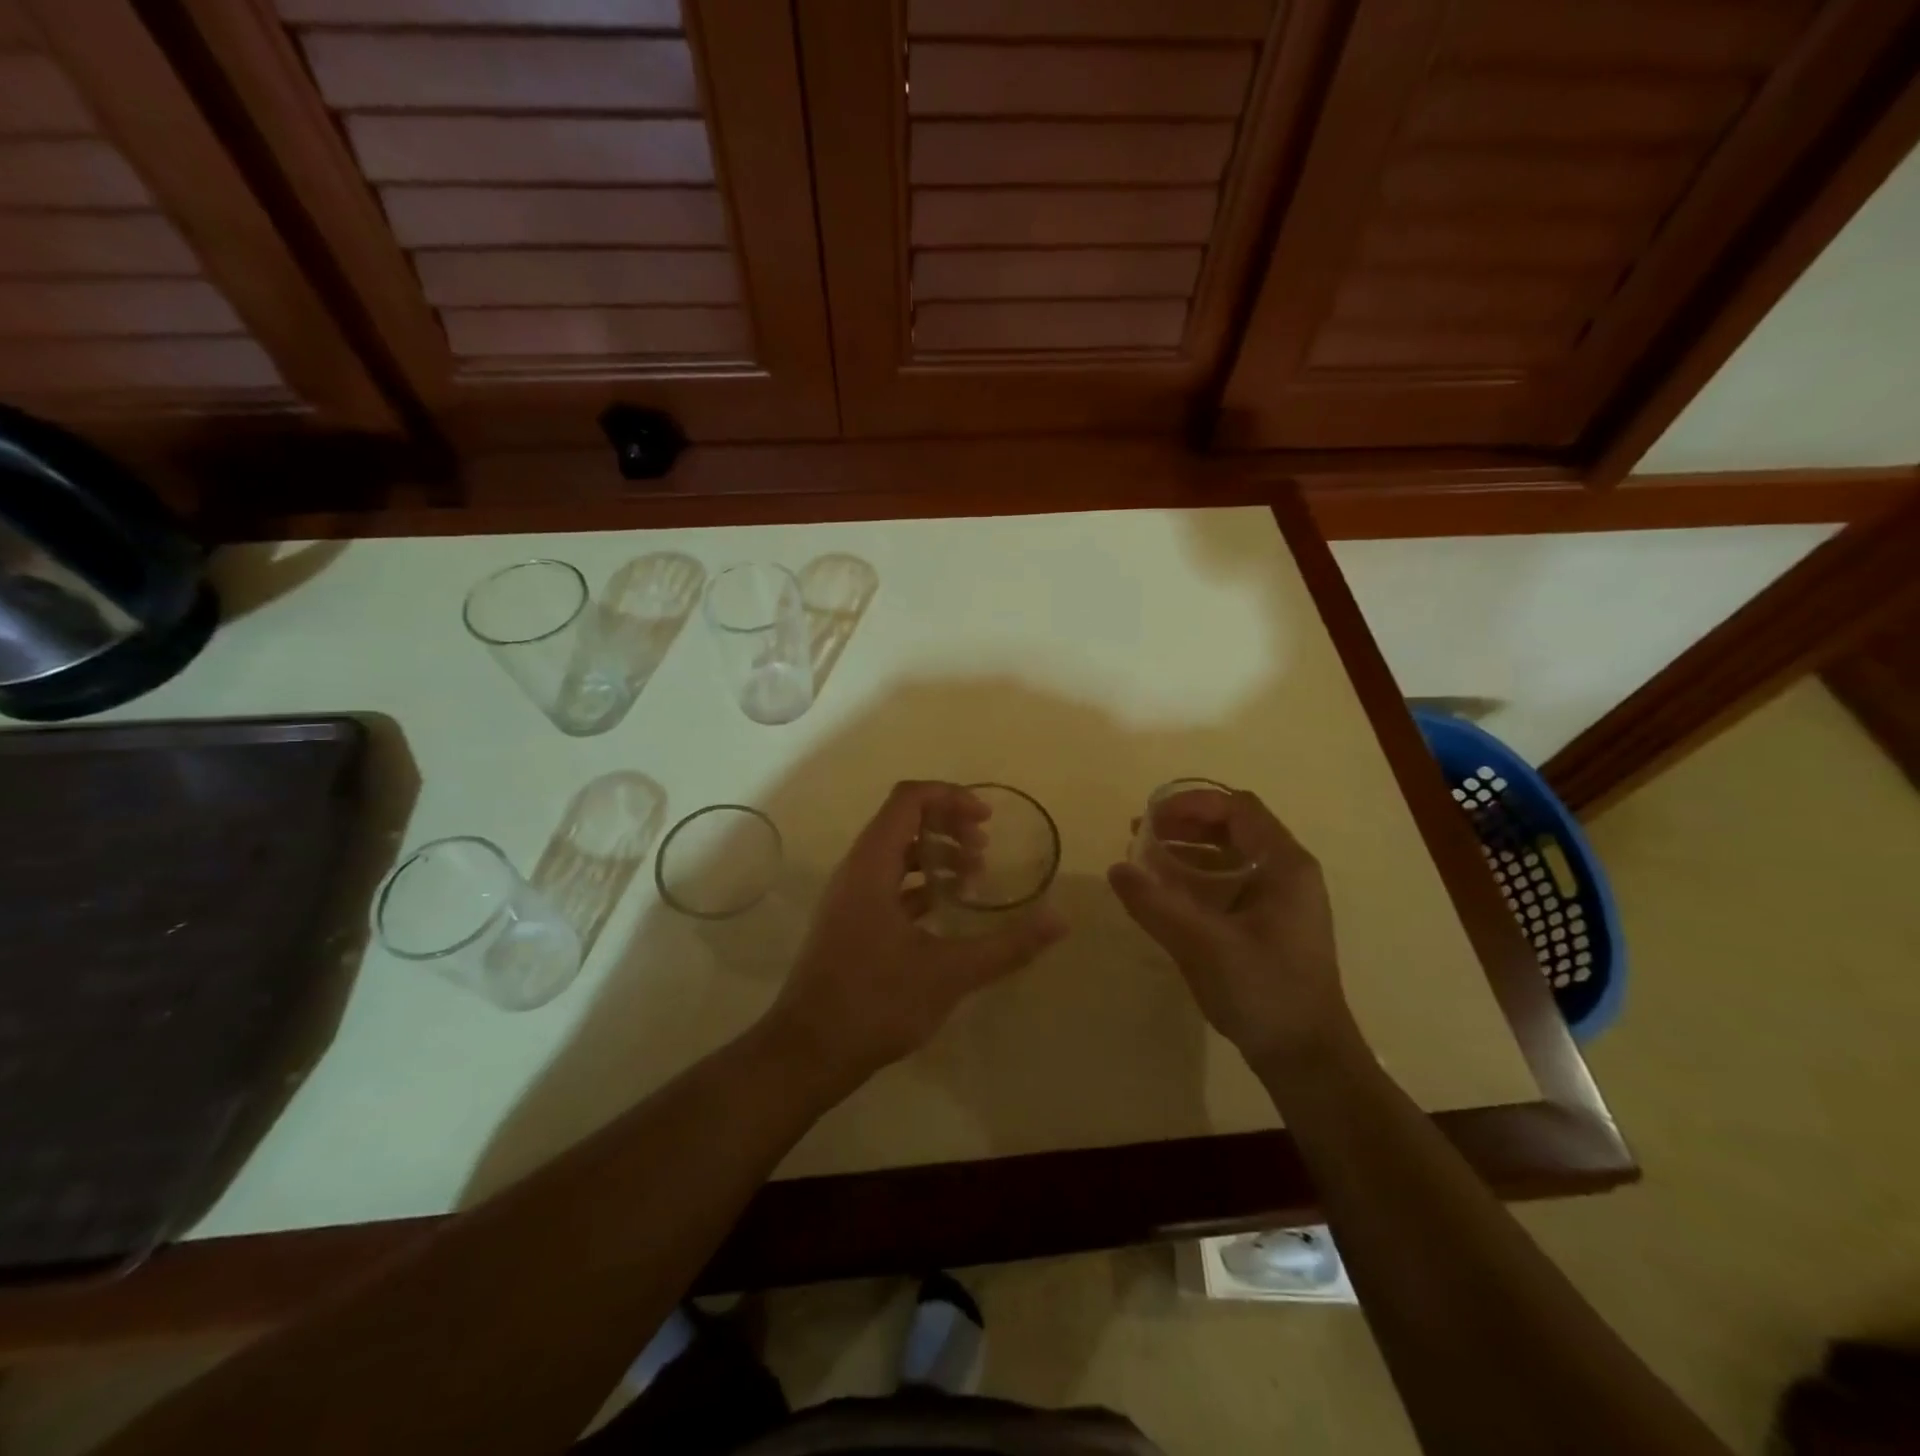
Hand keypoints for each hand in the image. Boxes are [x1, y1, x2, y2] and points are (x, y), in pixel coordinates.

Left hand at [769, 781, 1067, 1079]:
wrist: (808, 1052)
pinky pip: (888, 883)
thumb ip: (1008, 945)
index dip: (951, 798)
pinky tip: (946, 911)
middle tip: (984, 851)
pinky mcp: (849, 922)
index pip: (909, 799)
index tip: (987, 820)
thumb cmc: (875, 1002)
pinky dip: (919, 885)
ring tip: (974, 879)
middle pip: (903, 820)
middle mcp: (856, 870)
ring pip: (895, 853)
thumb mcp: (949, 972)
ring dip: (935, 855)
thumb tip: (1061, 920)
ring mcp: (849, 897)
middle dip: (948, 825)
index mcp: (872, 864)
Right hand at [1108, 790, 1349, 1061]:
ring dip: (1187, 851)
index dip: (1191, 804)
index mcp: (1284, 865)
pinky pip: (1229, 883)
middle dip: (1184, 825)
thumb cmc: (1264, 992)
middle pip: (1232, 827)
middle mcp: (1287, 873)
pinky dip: (1196, 878)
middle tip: (1140, 836)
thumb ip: (1155, 904)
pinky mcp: (1268, 923)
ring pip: (1229, 855)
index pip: (1237, 808)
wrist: (1307, 1058)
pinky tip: (1166, 893)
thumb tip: (1115, 868)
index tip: (1151, 818)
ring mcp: (1280, 899)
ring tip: (1144, 860)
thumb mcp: (1203, 945)